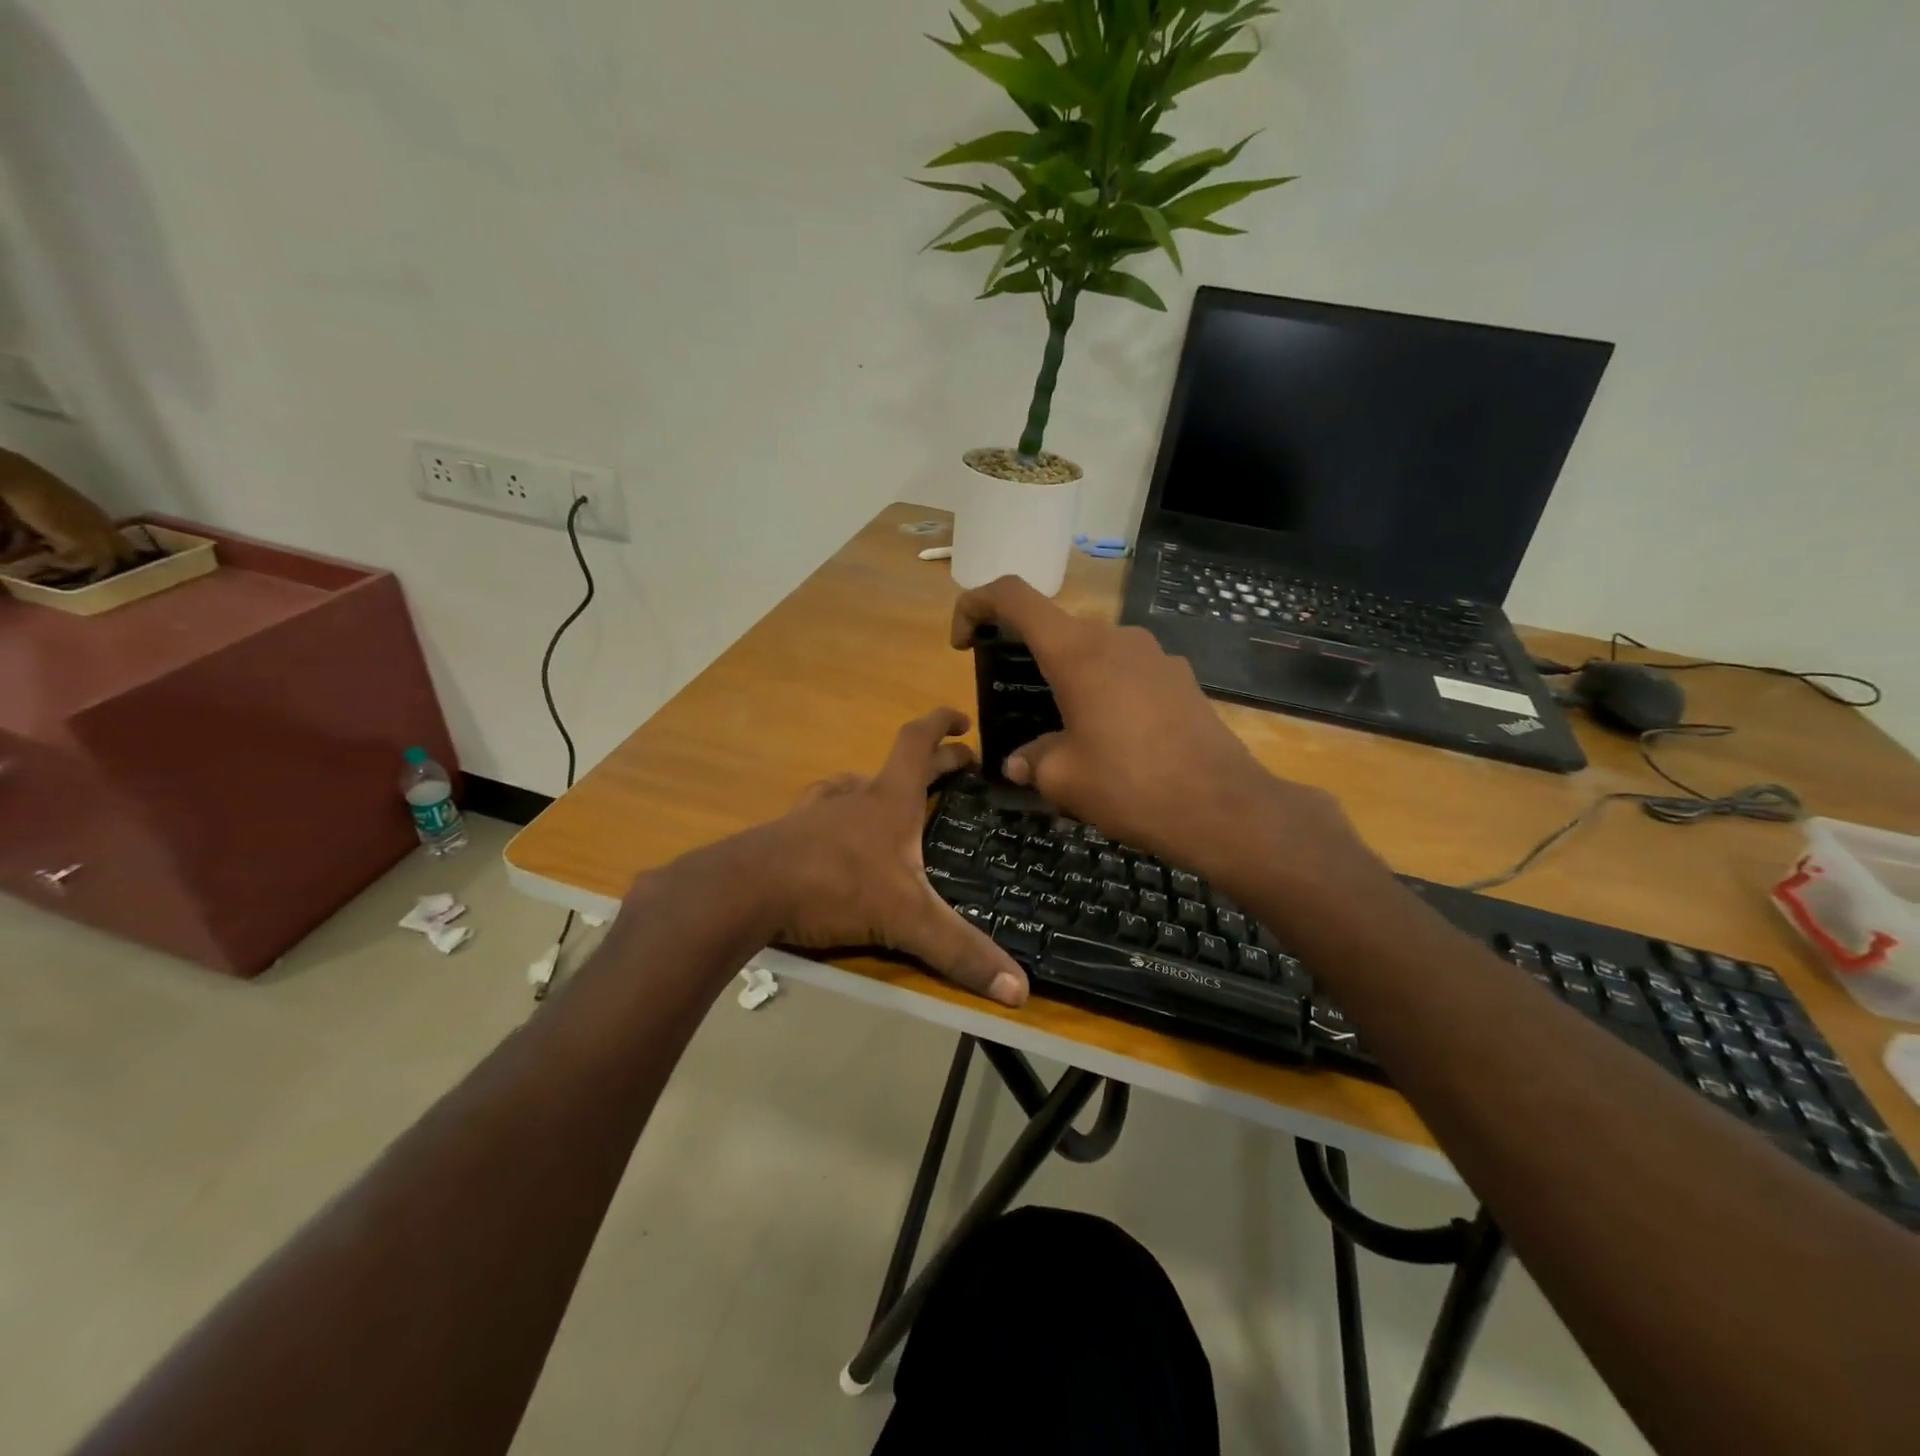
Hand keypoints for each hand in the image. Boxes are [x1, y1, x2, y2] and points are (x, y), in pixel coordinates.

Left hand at [751, 708, 1028, 1006]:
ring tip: (895, 801)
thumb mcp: (906, 919)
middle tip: (960, 768)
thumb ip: (960, 950)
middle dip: (934, 762)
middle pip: (898, 765)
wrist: (744, 891)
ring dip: (879, 785)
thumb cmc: (834, 886)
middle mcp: (855, 796)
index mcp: (890, 800)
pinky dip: (838, 814)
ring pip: (854, 785)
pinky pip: (821, 812)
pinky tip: (835, 834)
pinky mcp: (788, 834)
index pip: (918, 742)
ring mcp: (817, 812)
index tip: (963, 720)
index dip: (942, 723)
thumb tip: (1021, 989)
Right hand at [951, 577, 1368, 898]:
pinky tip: (1115, 740)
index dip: (975, 605)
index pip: (1013, 595)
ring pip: (1094, 652)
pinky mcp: (1179, 677)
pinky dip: (1106, 692)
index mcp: (1076, 652)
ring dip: (1069, 680)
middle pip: (1055, 628)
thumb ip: (1032, 760)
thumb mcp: (1063, 779)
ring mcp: (1154, 654)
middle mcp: (1115, 638)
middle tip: (1018, 707)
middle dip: (1027, 658)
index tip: (964, 643)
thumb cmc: (1130, 786)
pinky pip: (1127, 671)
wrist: (1221, 806)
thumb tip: (1020, 762)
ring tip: (1067, 732)